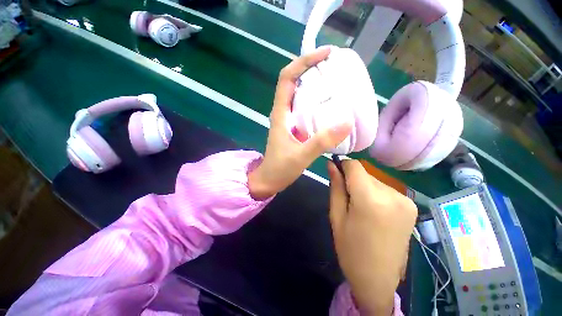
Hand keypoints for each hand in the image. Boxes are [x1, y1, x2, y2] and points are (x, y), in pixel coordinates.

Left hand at [248, 47, 351, 199]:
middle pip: (294, 81)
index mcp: (281, 113)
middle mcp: (284, 112)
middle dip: (312, 68)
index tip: (326, 54)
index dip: (304, 62)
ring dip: (315, 84)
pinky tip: (331, 105)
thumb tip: (346, 122)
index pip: (287, 77)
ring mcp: (289, 119)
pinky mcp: (294, 127)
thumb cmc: (280, 168)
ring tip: (337, 80)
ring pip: (300, 94)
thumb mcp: (300, 156)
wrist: (270, 179)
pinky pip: (306, 108)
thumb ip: (321, 142)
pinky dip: (317, 101)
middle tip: (336, 66)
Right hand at [327, 160, 417, 314]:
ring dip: (364, 188)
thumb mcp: (336, 216)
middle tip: (347, 200)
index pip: (354, 166)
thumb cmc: (350, 249)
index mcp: (371, 199)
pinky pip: (386, 189)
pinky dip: (375, 194)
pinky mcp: (411, 206)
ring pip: (375, 180)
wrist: (378, 279)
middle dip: (353, 180)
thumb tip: (331, 164)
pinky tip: (374, 212)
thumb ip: (336, 186)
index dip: (343, 166)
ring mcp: (406, 200)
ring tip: (360, 209)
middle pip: (365, 173)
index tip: (336, 174)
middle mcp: (393, 195)